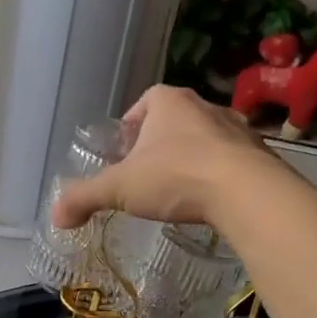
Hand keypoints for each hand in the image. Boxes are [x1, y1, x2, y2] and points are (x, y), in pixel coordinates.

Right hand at [51, 85, 276, 231]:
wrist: (247, 193)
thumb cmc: (176, 178)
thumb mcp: (120, 189)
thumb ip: (85, 198)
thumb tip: (56, 216)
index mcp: (169, 102)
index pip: (145, 101)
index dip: (132, 123)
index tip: (124, 150)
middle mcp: (205, 106)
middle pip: (176, 119)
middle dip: (160, 142)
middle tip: (147, 172)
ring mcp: (237, 128)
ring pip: (206, 138)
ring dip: (192, 157)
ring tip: (179, 188)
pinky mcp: (260, 154)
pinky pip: (232, 159)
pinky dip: (219, 174)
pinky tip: (211, 199)